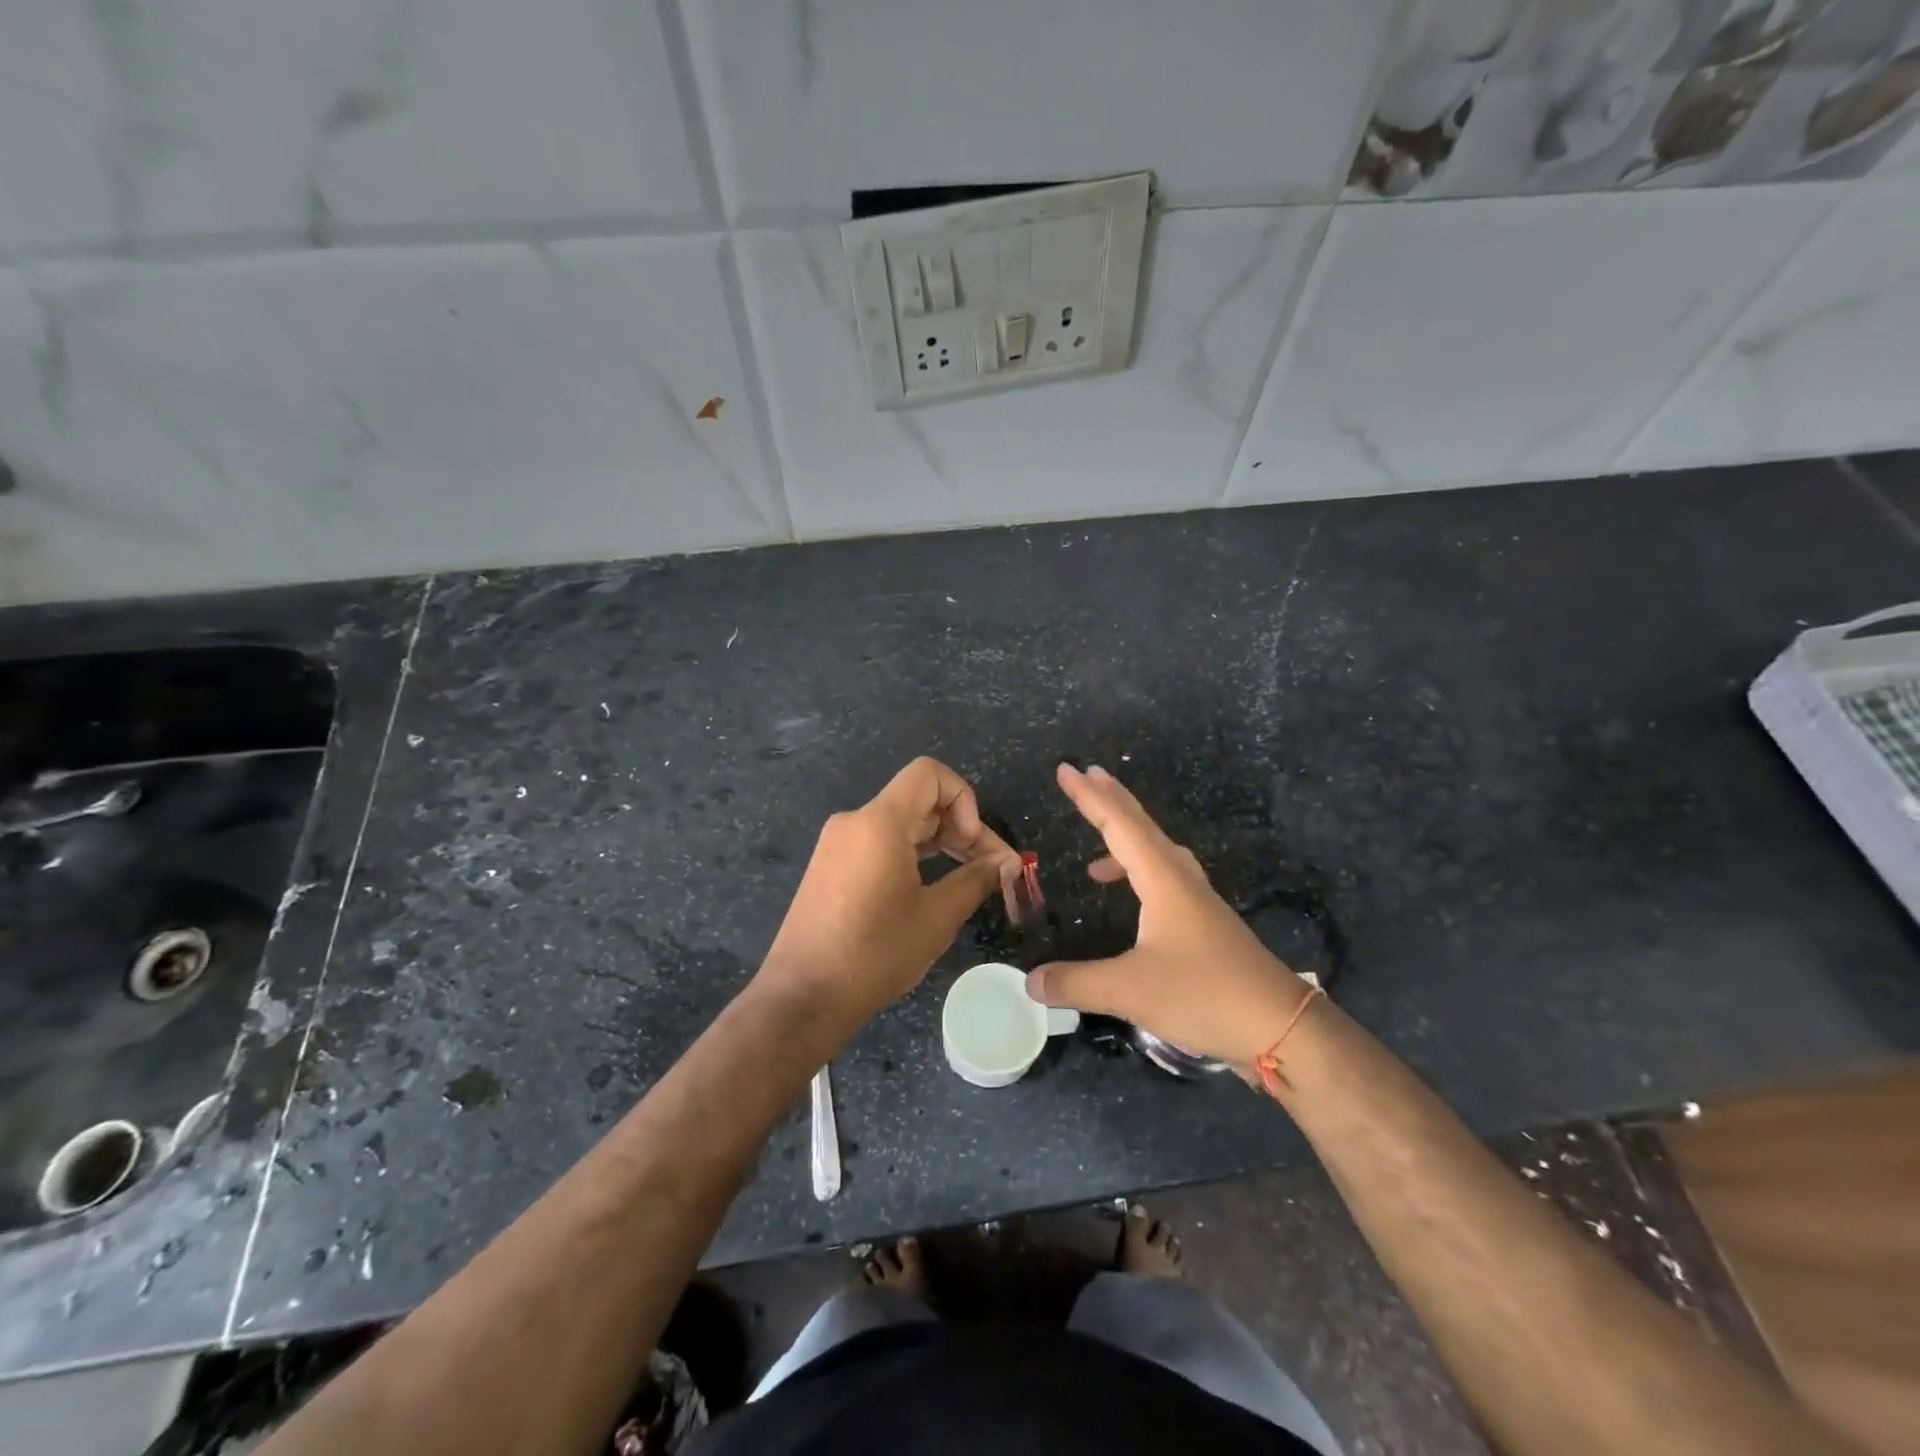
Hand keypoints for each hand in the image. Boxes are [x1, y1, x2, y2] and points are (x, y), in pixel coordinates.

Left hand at [762, 757, 1017, 1024]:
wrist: (802, 997)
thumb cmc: (874, 954)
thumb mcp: (936, 917)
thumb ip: (976, 879)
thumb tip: (1007, 863)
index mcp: (879, 822)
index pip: (929, 774)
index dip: (964, 798)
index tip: (973, 844)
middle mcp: (855, 822)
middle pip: (920, 801)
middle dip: (962, 827)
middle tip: (994, 869)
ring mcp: (839, 844)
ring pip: (902, 824)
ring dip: (941, 843)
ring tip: (971, 879)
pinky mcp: (832, 867)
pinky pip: (880, 844)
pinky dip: (913, 855)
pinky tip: (932, 887)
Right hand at [1025, 763, 1312, 1070]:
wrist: (1282, 1028)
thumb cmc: (1206, 995)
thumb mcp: (1131, 991)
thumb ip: (1076, 983)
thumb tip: (1030, 981)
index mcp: (1164, 881)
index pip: (1119, 826)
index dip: (1089, 797)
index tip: (1065, 769)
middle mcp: (1182, 882)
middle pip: (1143, 828)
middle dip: (1112, 800)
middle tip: (1087, 774)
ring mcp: (1199, 904)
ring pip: (1158, 854)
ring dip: (1128, 839)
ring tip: (1097, 854)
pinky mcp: (1207, 927)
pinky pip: (1166, 880)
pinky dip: (1140, 875)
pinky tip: (1134, 903)